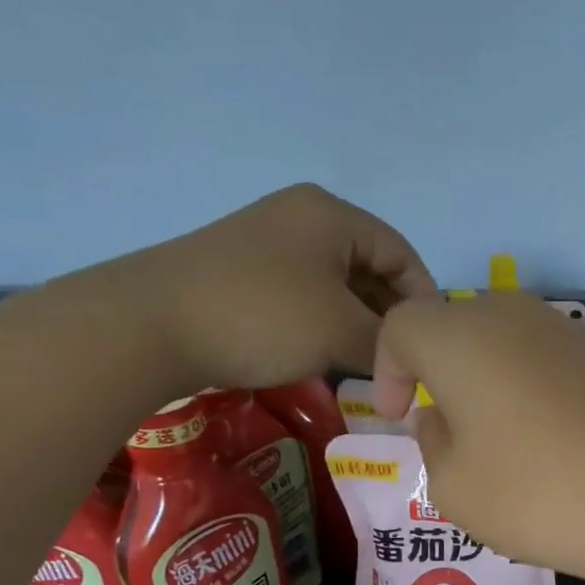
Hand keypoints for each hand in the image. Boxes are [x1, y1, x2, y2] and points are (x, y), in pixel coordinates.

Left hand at [67, 183, 436, 391]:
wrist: (151, 324)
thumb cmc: (262, 316)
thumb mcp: (339, 332)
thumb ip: (386, 346)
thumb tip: (407, 368)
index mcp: (333, 216)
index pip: (402, 253)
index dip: (425, 299)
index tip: (432, 346)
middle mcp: (303, 218)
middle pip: (370, 267)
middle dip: (390, 316)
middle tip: (404, 361)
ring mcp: (269, 243)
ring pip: (337, 285)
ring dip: (358, 324)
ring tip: (372, 366)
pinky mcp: (244, 272)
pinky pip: (305, 296)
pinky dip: (326, 325)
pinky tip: (329, 357)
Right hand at [372, 293, 584, 584]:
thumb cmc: (538, 492)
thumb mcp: (454, 487)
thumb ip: (432, 443)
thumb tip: (441, 415)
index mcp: (459, 336)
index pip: (402, 325)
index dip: (387, 368)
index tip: (397, 416)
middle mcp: (512, 316)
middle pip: (455, 327)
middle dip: (438, 372)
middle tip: (446, 428)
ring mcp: (567, 333)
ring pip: (503, 344)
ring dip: (486, 383)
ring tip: (499, 443)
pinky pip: (545, 362)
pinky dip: (530, 391)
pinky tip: (550, 443)